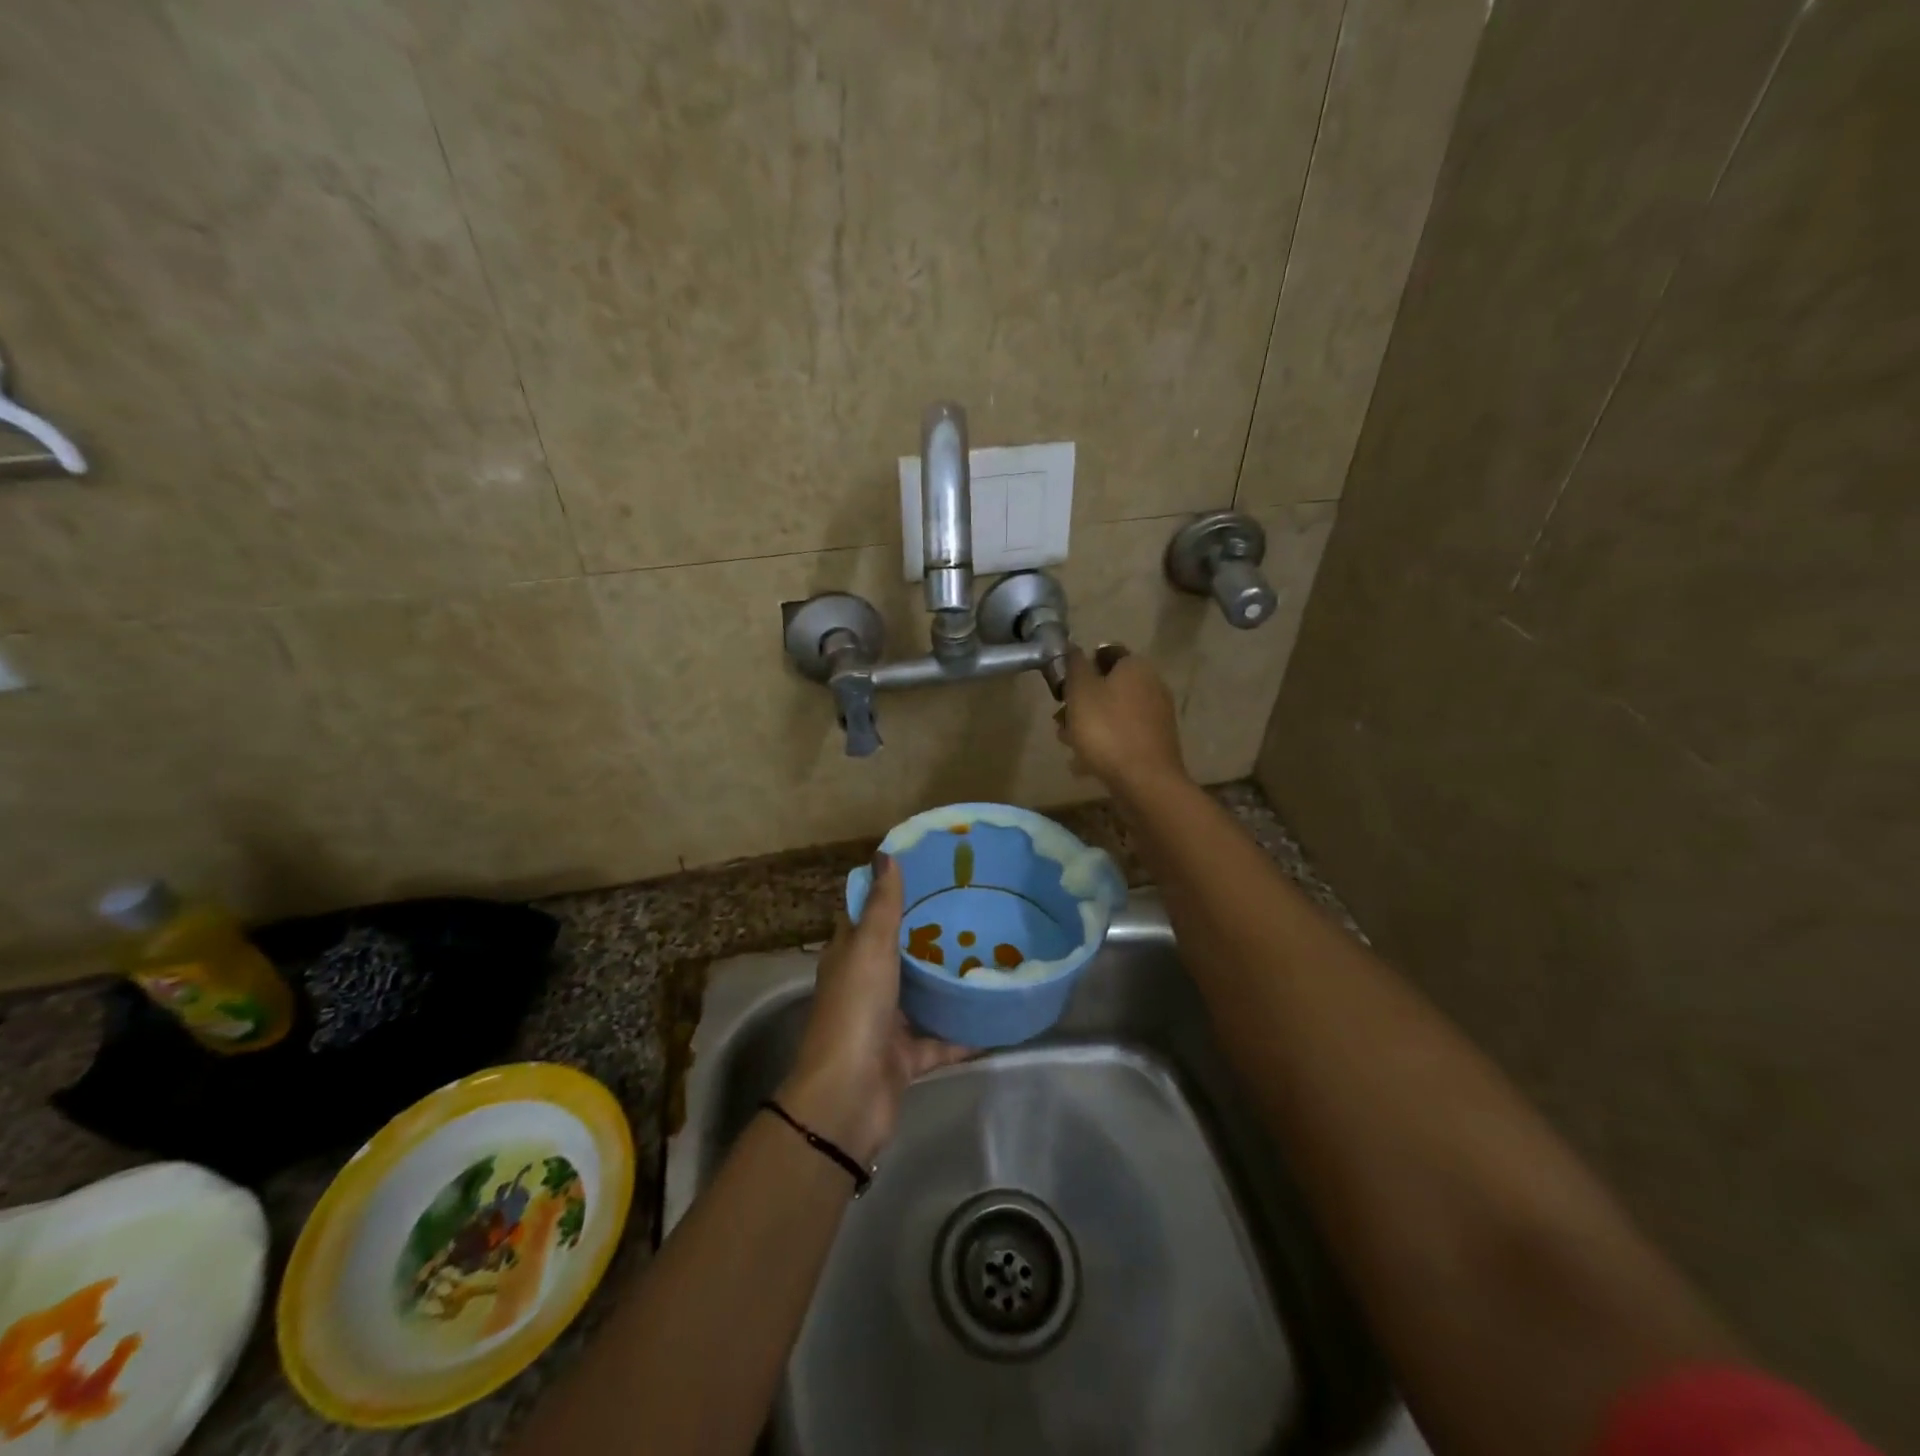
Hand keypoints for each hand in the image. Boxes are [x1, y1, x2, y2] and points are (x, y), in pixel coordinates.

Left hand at [778, 854, 970, 1166]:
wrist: (850, 1096)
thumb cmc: (856, 1010)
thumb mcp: (870, 947)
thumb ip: (881, 905)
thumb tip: (884, 854)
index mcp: (848, 957)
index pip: (864, 915)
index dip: (887, 893)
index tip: (926, 872)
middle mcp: (863, 986)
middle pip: (896, 953)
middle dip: (926, 935)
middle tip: (969, 909)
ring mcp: (884, 1024)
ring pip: (919, 996)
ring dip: (945, 982)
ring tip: (988, 953)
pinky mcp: (905, 1058)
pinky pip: (940, 1041)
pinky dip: (963, 1033)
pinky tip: (996, 1017)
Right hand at [1057, 645, 1190, 793]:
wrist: (1145, 781)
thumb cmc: (1107, 730)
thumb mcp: (1080, 692)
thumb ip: (1075, 666)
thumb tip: (1074, 649)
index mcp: (1135, 667)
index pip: (1106, 652)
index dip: (1081, 665)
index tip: (1063, 686)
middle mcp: (1151, 686)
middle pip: (1108, 686)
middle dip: (1081, 702)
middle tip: (1060, 720)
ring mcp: (1156, 717)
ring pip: (1114, 714)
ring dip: (1089, 726)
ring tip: (1068, 746)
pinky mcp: (1155, 744)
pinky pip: (1123, 737)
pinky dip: (1104, 745)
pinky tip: (1084, 764)